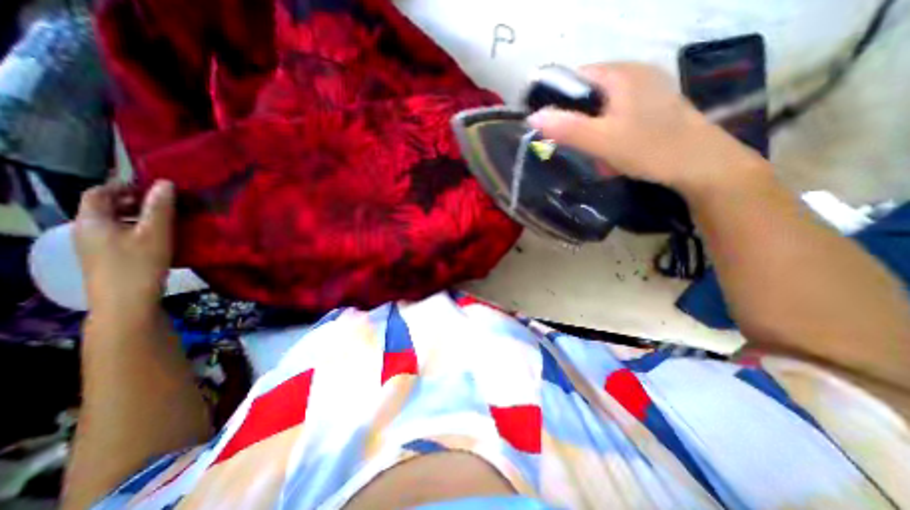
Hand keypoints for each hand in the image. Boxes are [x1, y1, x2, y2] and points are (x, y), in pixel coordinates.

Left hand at [73, 178, 175, 314]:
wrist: (125, 301)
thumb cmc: (140, 263)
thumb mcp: (155, 233)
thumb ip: (160, 207)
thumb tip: (166, 182)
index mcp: (92, 220)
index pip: (98, 193)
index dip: (122, 186)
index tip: (151, 187)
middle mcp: (86, 230)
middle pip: (103, 207)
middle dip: (131, 201)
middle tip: (162, 203)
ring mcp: (93, 246)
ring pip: (112, 222)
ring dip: (135, 216)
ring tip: (163, 220)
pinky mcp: (105, 258)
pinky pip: (117, 235)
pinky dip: (134, 229)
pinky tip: (156, 238)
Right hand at [527, 62, 765, 196]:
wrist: (700, 165)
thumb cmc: (649, 148)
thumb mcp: (601, 140)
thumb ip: (566, 128)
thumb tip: (533, 117)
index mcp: (621, 74)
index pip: (575, 77)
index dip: (557, 100)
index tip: (551, 127)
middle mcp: (634, 74)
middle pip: (588, 94)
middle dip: (576, 121)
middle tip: (575, 146)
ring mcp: (646, 89)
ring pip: (602, 108)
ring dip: (592, 130)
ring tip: (594, 153)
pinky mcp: (652, 107)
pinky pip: (617, 116)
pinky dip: (607, 132)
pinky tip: (612, 151)